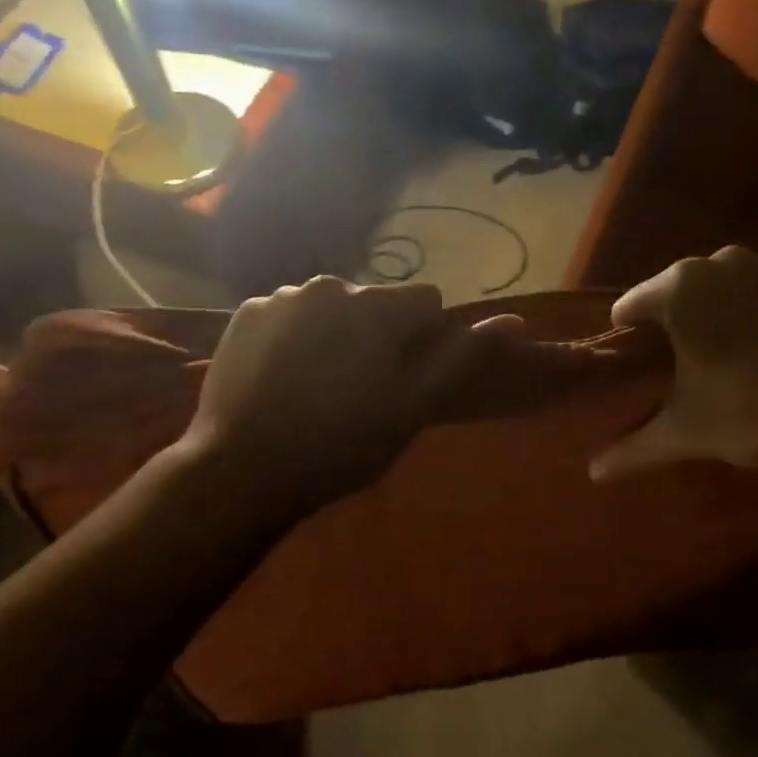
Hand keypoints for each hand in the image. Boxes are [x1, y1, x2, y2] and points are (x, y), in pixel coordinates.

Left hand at [182, 276, 519, 519]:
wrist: (244, 470)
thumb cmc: (341, 443)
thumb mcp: (412, 408)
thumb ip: (460, 359)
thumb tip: (514, 320)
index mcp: (374, 306)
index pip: (424, 301)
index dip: (422, 340)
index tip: (403, 379)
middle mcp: (327, 285)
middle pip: (374, 302)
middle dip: (377, 333)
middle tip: (360, 389)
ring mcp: (279, 297)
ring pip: (329, 307)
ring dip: (335, 332)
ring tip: (318, 386)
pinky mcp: (243, 314)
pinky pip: (287, 315)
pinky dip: (294, 336)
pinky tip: (283, 378)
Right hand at [589, 248, 757, 579]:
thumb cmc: (755, 414)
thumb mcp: (687, 434)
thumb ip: (632, 449)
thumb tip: (591, 474)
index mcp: (681, 288)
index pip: (632, 306)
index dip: (625, 336)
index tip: (628, 362)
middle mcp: (721, 262)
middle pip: (675, 291)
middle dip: (668, 322)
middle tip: (669, 365)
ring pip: (719, 286)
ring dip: (710, 313)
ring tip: (713, 355)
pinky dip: (749, 312)